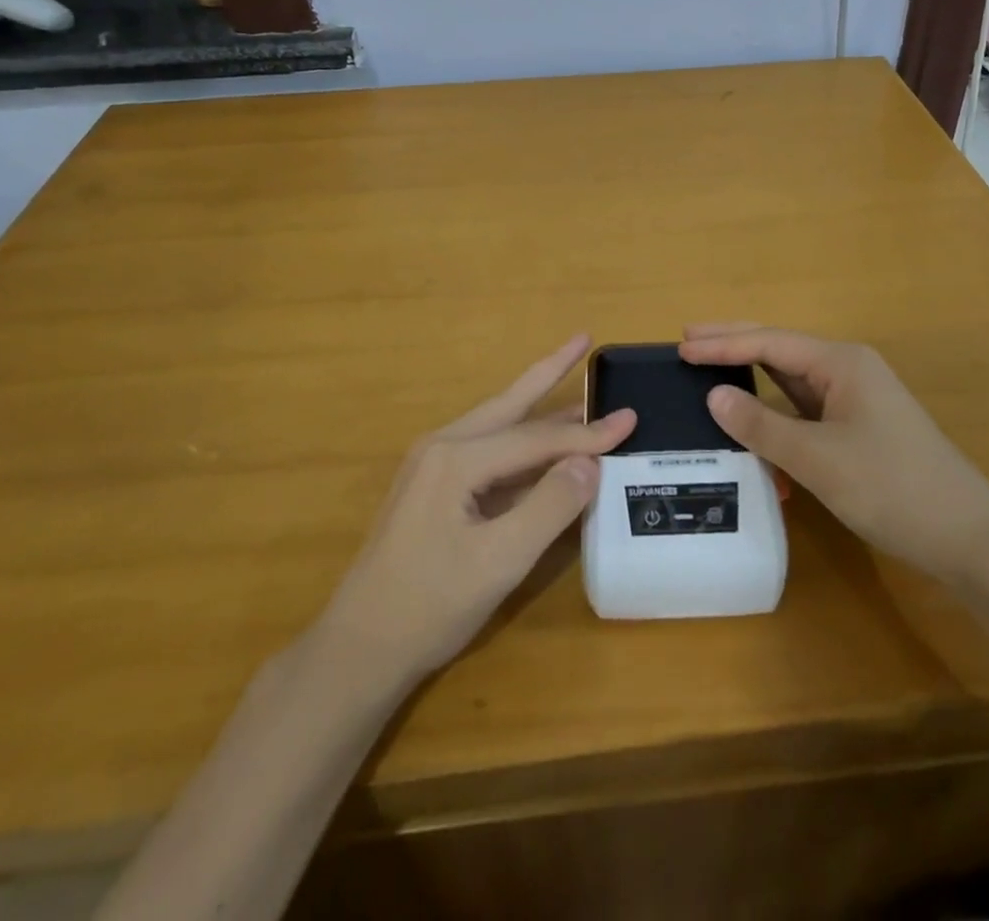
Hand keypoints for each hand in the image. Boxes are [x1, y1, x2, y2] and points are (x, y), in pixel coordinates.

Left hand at [312, 335, 633, 687]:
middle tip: (583, 339)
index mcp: (456, 458)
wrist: (357, 651)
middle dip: (549, 371)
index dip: (587, 433)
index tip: (631, 420)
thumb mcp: (500, 561)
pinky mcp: (432, 489)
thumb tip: (590, 463)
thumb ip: (549, 506)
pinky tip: (541, 445)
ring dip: (537, 404)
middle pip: (510, 403)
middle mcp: (442, 447)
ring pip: (498, 424)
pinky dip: (521, 441)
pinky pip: (487, 452)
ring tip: (573, 381)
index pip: (536, 438)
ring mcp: (432, 466)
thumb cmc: (429, 606)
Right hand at [679, 324, 988, 579]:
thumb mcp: (818, 458)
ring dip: (751, 374)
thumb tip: (714, 396)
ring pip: (790, 379)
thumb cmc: (892, 487)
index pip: (770, 343)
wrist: (966, 536)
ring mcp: (853, 399)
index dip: (723, 345)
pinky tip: (749, 418)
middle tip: (687, 340)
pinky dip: (773, 412)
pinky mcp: (855, 428)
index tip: (681, 347)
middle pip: (780, 349)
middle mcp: (847, 370)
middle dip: (734, 343)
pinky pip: (803, 409)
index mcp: (841, 363)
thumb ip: (762, 425)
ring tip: (708, 368)